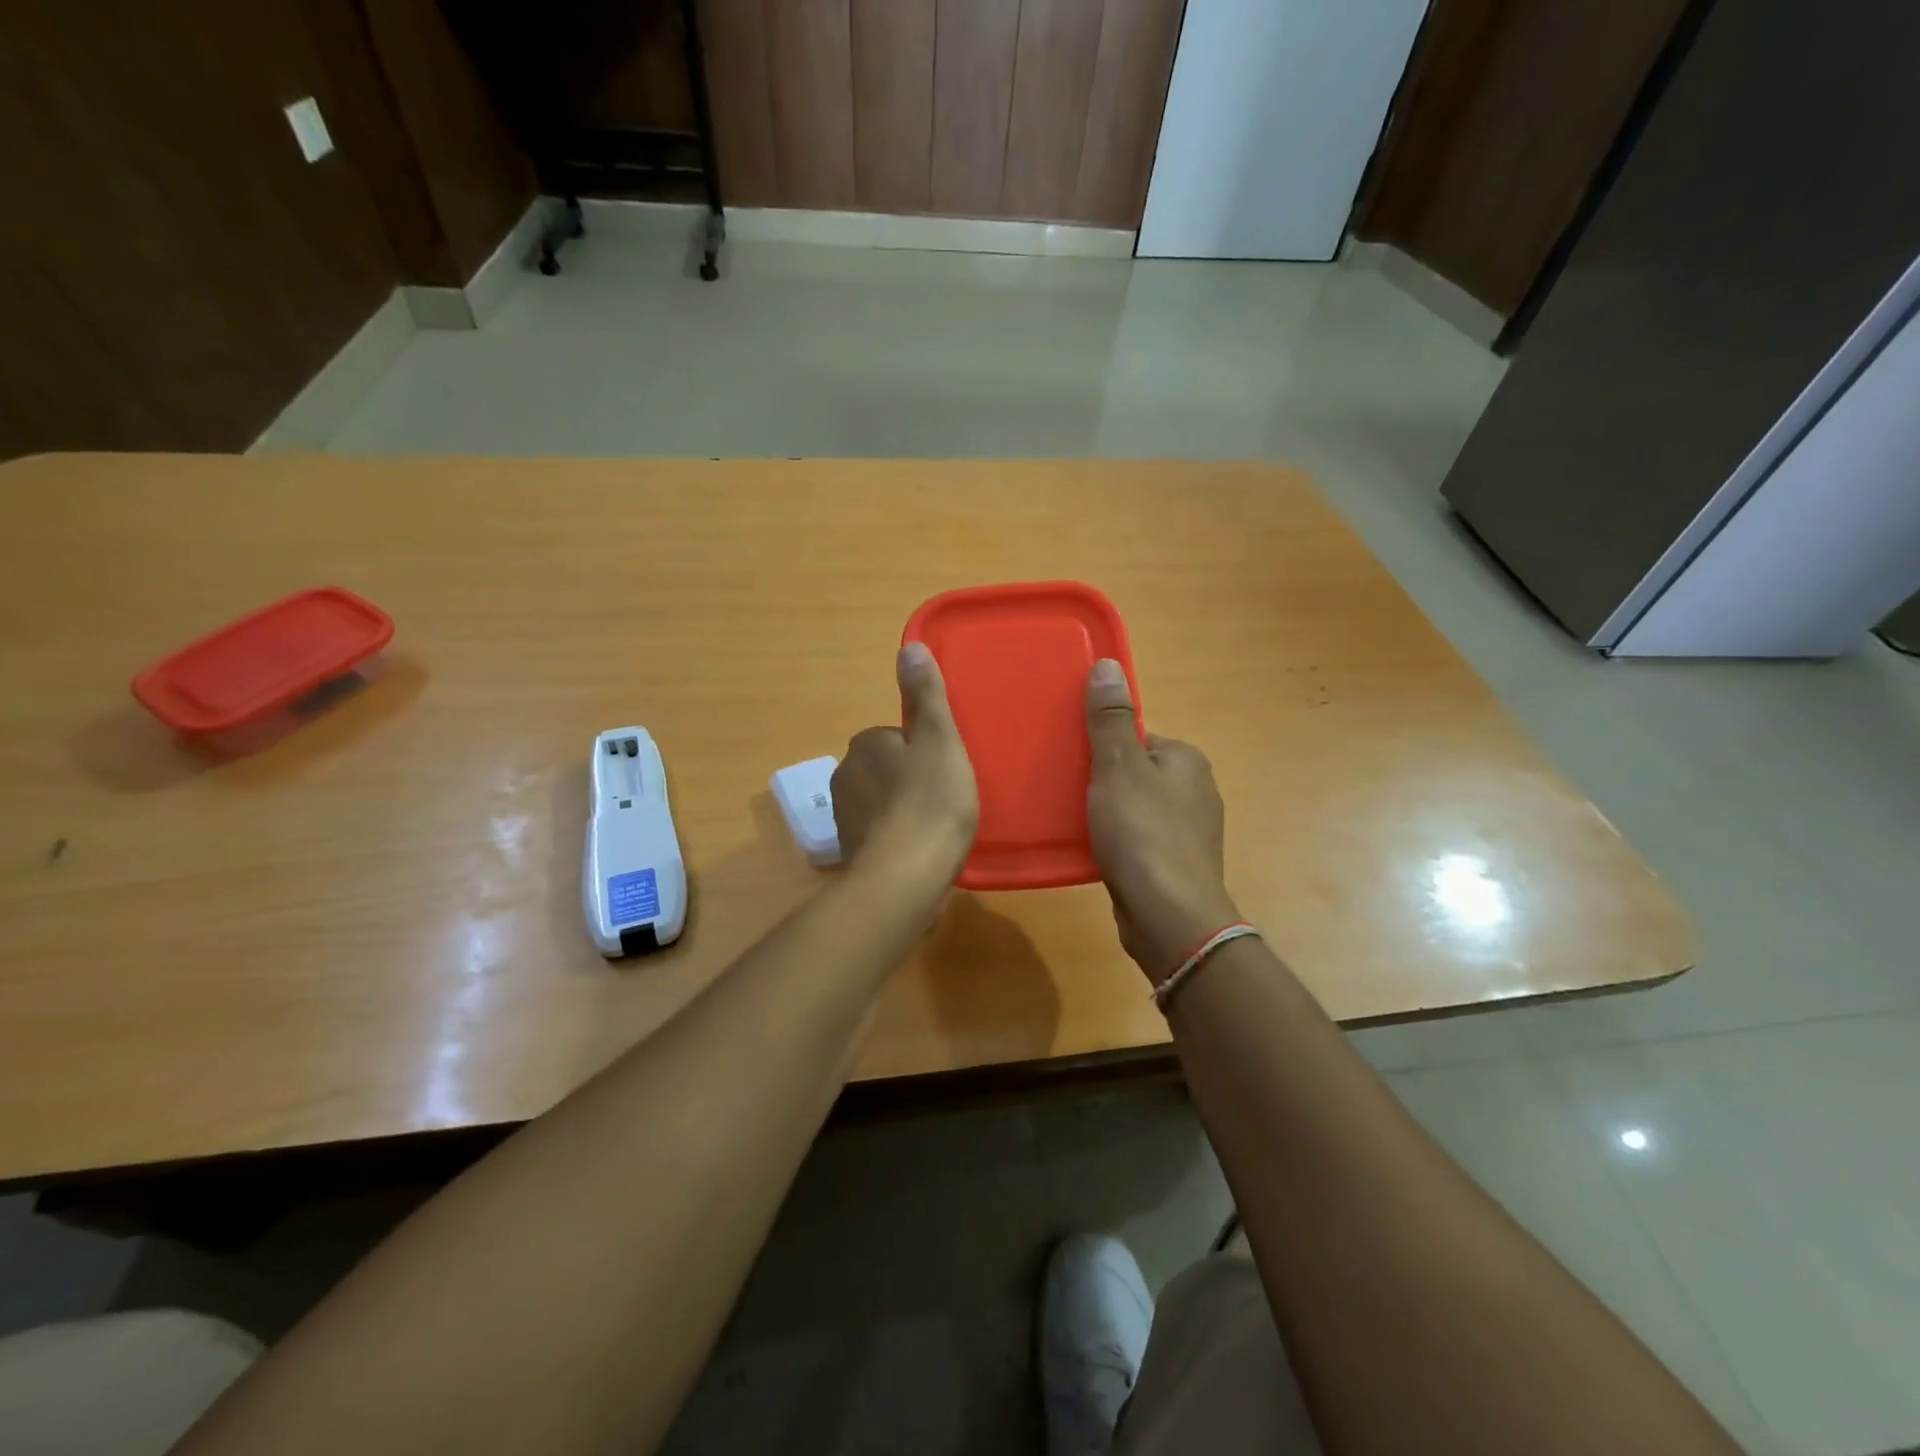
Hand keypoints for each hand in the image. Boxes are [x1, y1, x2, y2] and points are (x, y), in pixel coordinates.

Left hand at [831, 643, 978, 883]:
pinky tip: (922, 855)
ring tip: (938, 830)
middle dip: (913, 781)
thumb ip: (926, 694)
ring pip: (883, 803)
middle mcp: (845, 777)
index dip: (925, 752)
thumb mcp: (939, 738)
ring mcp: (845, 819)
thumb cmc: (930, 801)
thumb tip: (908, 646)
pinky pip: (882, 836)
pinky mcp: (853, 855)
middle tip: (947, 800)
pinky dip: (899, 841)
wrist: (905, 877)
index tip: (946, 771)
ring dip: (906, 812)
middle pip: (889, 770)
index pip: (897, 737)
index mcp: (864, 746)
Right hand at [1084, 660, 1241, 982]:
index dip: (1102, 746)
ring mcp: (1187, 831)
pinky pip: (1136, 839)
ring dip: (1105, 812)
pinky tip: (1092, 851)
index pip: (1137, 737)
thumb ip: (1110, 719)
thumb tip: (1107, 665)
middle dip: (1101, 780)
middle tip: (1066, 792)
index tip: (1073, 761)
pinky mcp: (1173, 864)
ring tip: (1072, 821)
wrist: (1169, 917)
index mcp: (1186, 760)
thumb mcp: (1119, 767)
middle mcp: (1194, 791)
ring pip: (1133, 807)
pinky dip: (1115, 841)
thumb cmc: (1143, 833)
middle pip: (1134, 771)